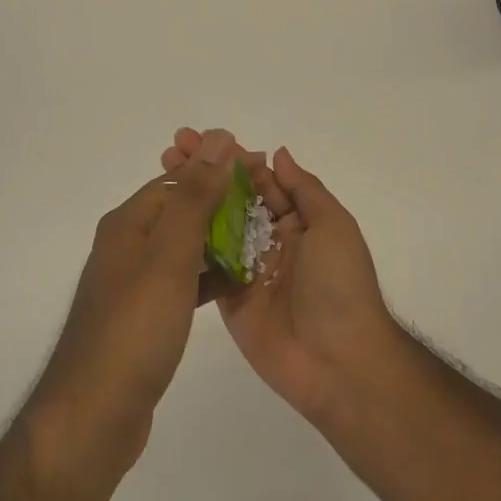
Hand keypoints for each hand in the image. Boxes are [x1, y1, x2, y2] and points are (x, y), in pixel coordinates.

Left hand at [29, 129, 243, 480]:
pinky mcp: (146, 318)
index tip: (262, 167)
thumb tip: (218, 138)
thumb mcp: (168, 255)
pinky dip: (210, 277)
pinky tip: (239, 284)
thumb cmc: (134, 328)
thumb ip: (194, 197)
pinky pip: (184, 283)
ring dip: (220, 239)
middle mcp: (127, 247)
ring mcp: (135, 285)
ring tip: (263, 239)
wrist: (95, 414)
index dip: (219, 170)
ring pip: (185, 248)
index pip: (179, 180)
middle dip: (224, 202)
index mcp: (128, 224)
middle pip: (182, 210)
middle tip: (270, 203)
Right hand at [161, 131, 402, 423]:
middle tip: (170, 152)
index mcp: (297, 222)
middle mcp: (270, 241)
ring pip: (214, 229)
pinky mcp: (229, 298)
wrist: (339, 361)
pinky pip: (206, 267)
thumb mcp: (333, 227)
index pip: (259, 181)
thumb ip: (304, 190)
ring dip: (190, 203)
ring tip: (160, 178)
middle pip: (232, 200)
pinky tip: (160, 223)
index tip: (198, 139)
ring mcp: (247, 270)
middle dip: (204, 175)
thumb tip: (277, 154)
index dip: (230, 160)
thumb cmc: (340, 286)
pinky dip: (186, 245)